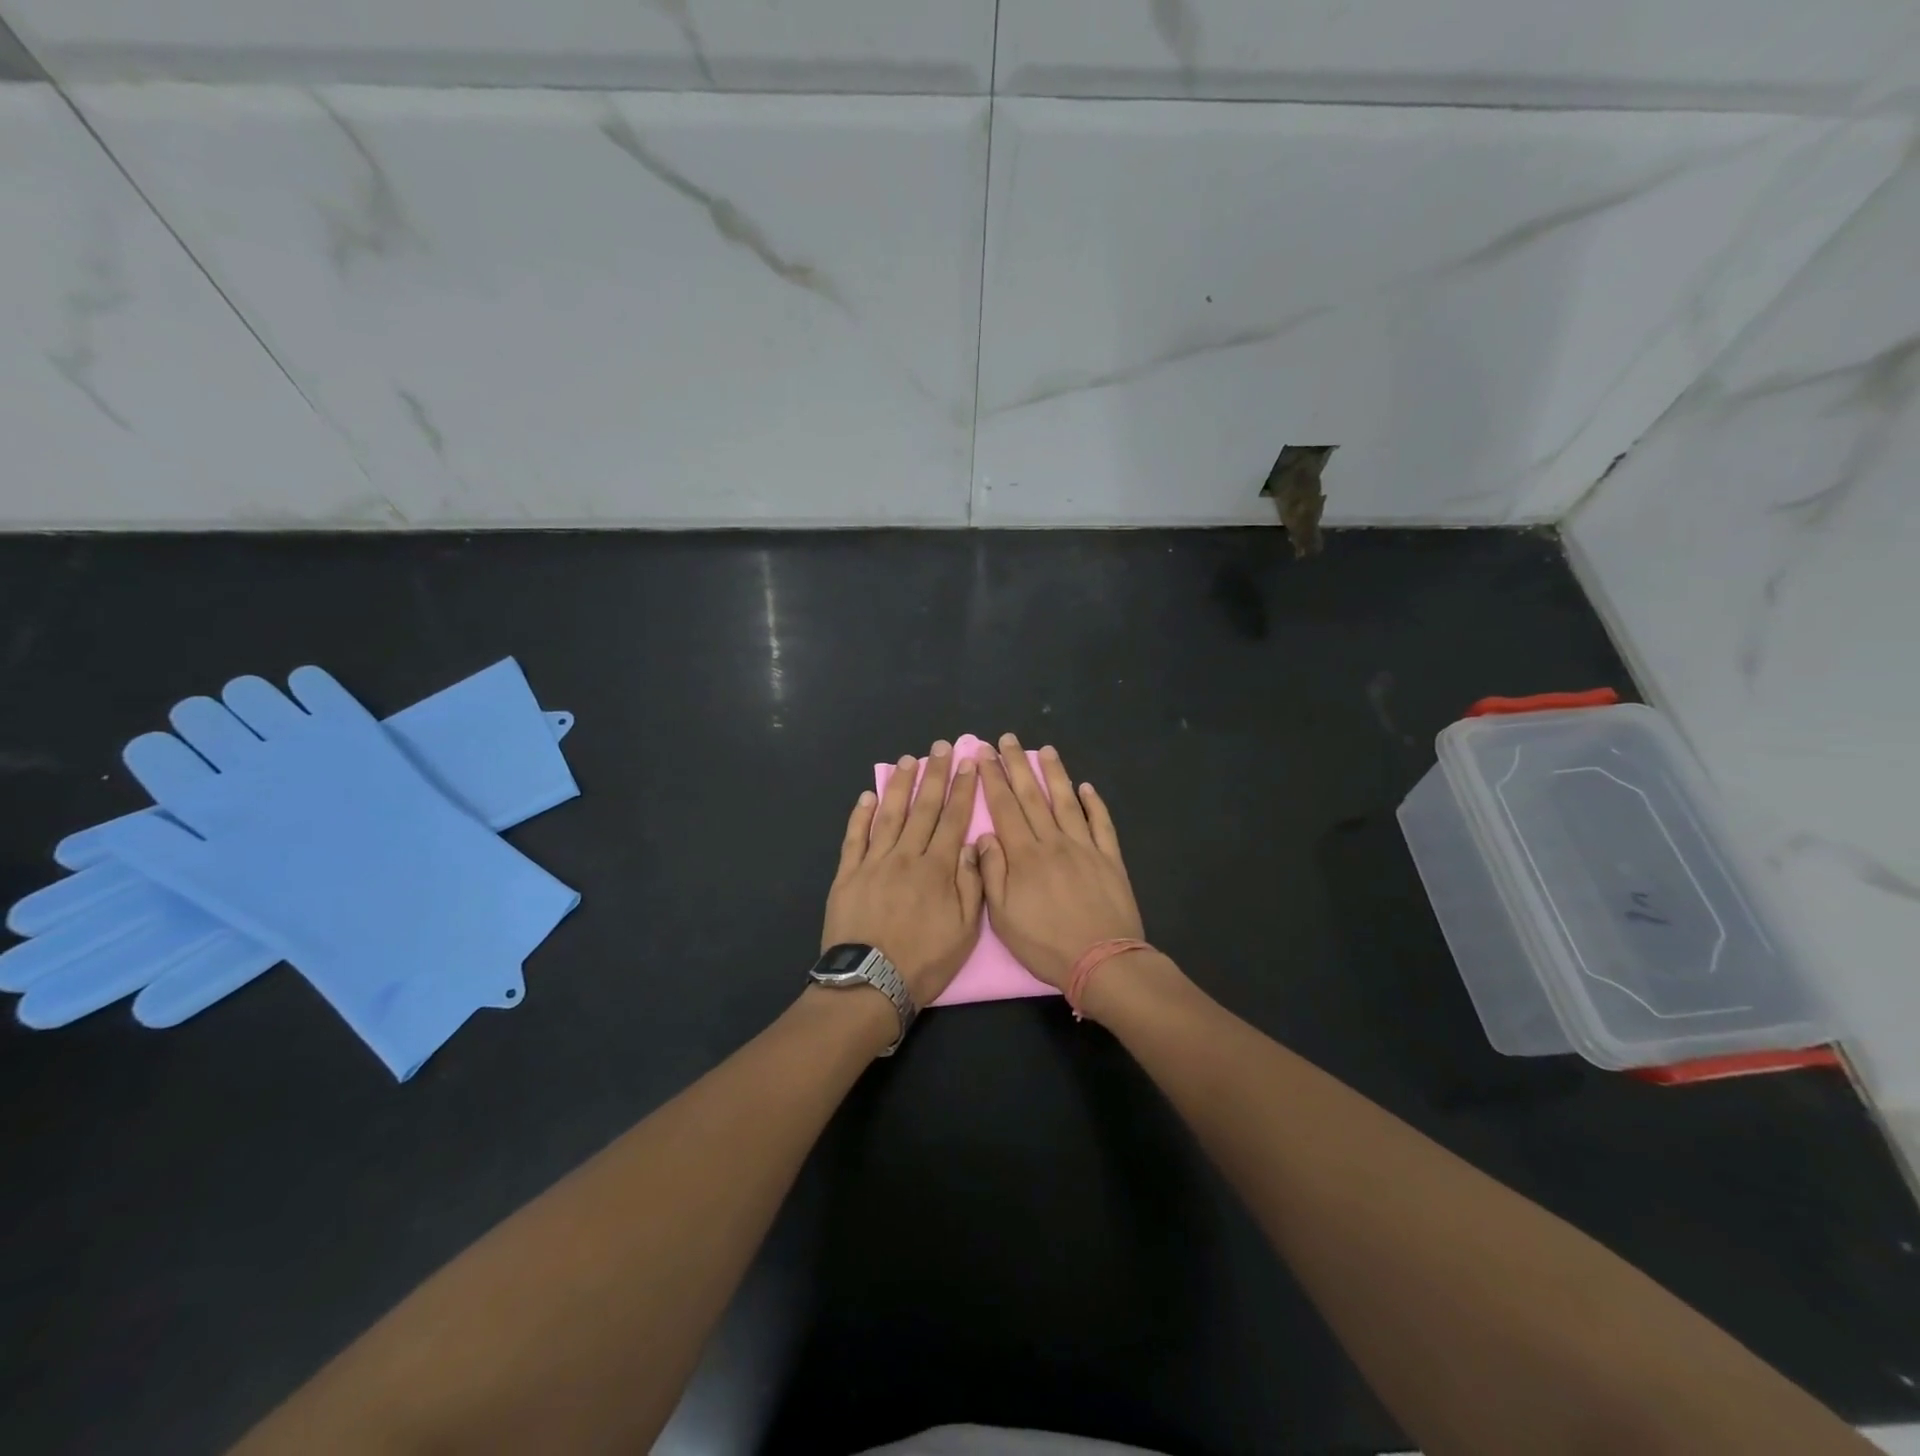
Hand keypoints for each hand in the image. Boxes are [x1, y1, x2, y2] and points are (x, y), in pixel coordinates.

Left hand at [822, 741, 984, 1006]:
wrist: (870, 983)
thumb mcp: (965, 931)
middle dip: (934, 775)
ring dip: (900, 786)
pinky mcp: (847, 874)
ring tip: (909, 761)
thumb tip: (972, 843)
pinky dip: (861, 816)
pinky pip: (855, 838)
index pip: (953, 819)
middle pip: (923, 808)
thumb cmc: (924, 961)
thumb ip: (971, 884)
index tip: (968, 764)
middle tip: (940, 747)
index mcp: (937, 869)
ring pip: (890, 815)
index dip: (962, 790)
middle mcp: (906, 857)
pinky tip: (868, 796)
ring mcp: (873, 863)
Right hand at [976, 734, 1143, 990]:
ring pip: (1067, 802)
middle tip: (1008, 739)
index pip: (1004, 808)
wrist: (1103, 961)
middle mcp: (1054, 842)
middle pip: (1033, 796)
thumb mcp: (1004, 917)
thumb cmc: (1046, 944)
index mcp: (1025, 856)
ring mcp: (1085, 848)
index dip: (992, 779)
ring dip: (1055, 774)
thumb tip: (985, 836)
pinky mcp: (1109, 859)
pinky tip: (1087, 788)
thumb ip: (992, 873)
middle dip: (1017, 765)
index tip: (983, 753)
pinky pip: (1101, 824)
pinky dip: (1094, 804)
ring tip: (1045, 750)